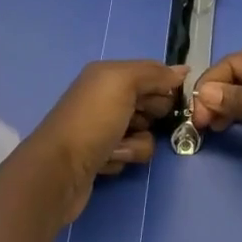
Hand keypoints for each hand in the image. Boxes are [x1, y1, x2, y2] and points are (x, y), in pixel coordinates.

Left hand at [28, 60, 184, 224]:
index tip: (180, 99)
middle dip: (152, 115)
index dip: (167, 85)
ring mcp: (103, 128)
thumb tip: (183, 70)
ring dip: (136, 143)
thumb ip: (154, 73)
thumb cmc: (93, 120)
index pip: (151, 73)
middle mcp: (105, 97)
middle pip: (150, 103)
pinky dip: (123, 157)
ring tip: (118, 148)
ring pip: (144, 133)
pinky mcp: (103, 156)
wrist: (59, 171)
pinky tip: (107, 161)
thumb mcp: (124, 83)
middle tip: (140, 123)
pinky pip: (130, 154)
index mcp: (108, 75)